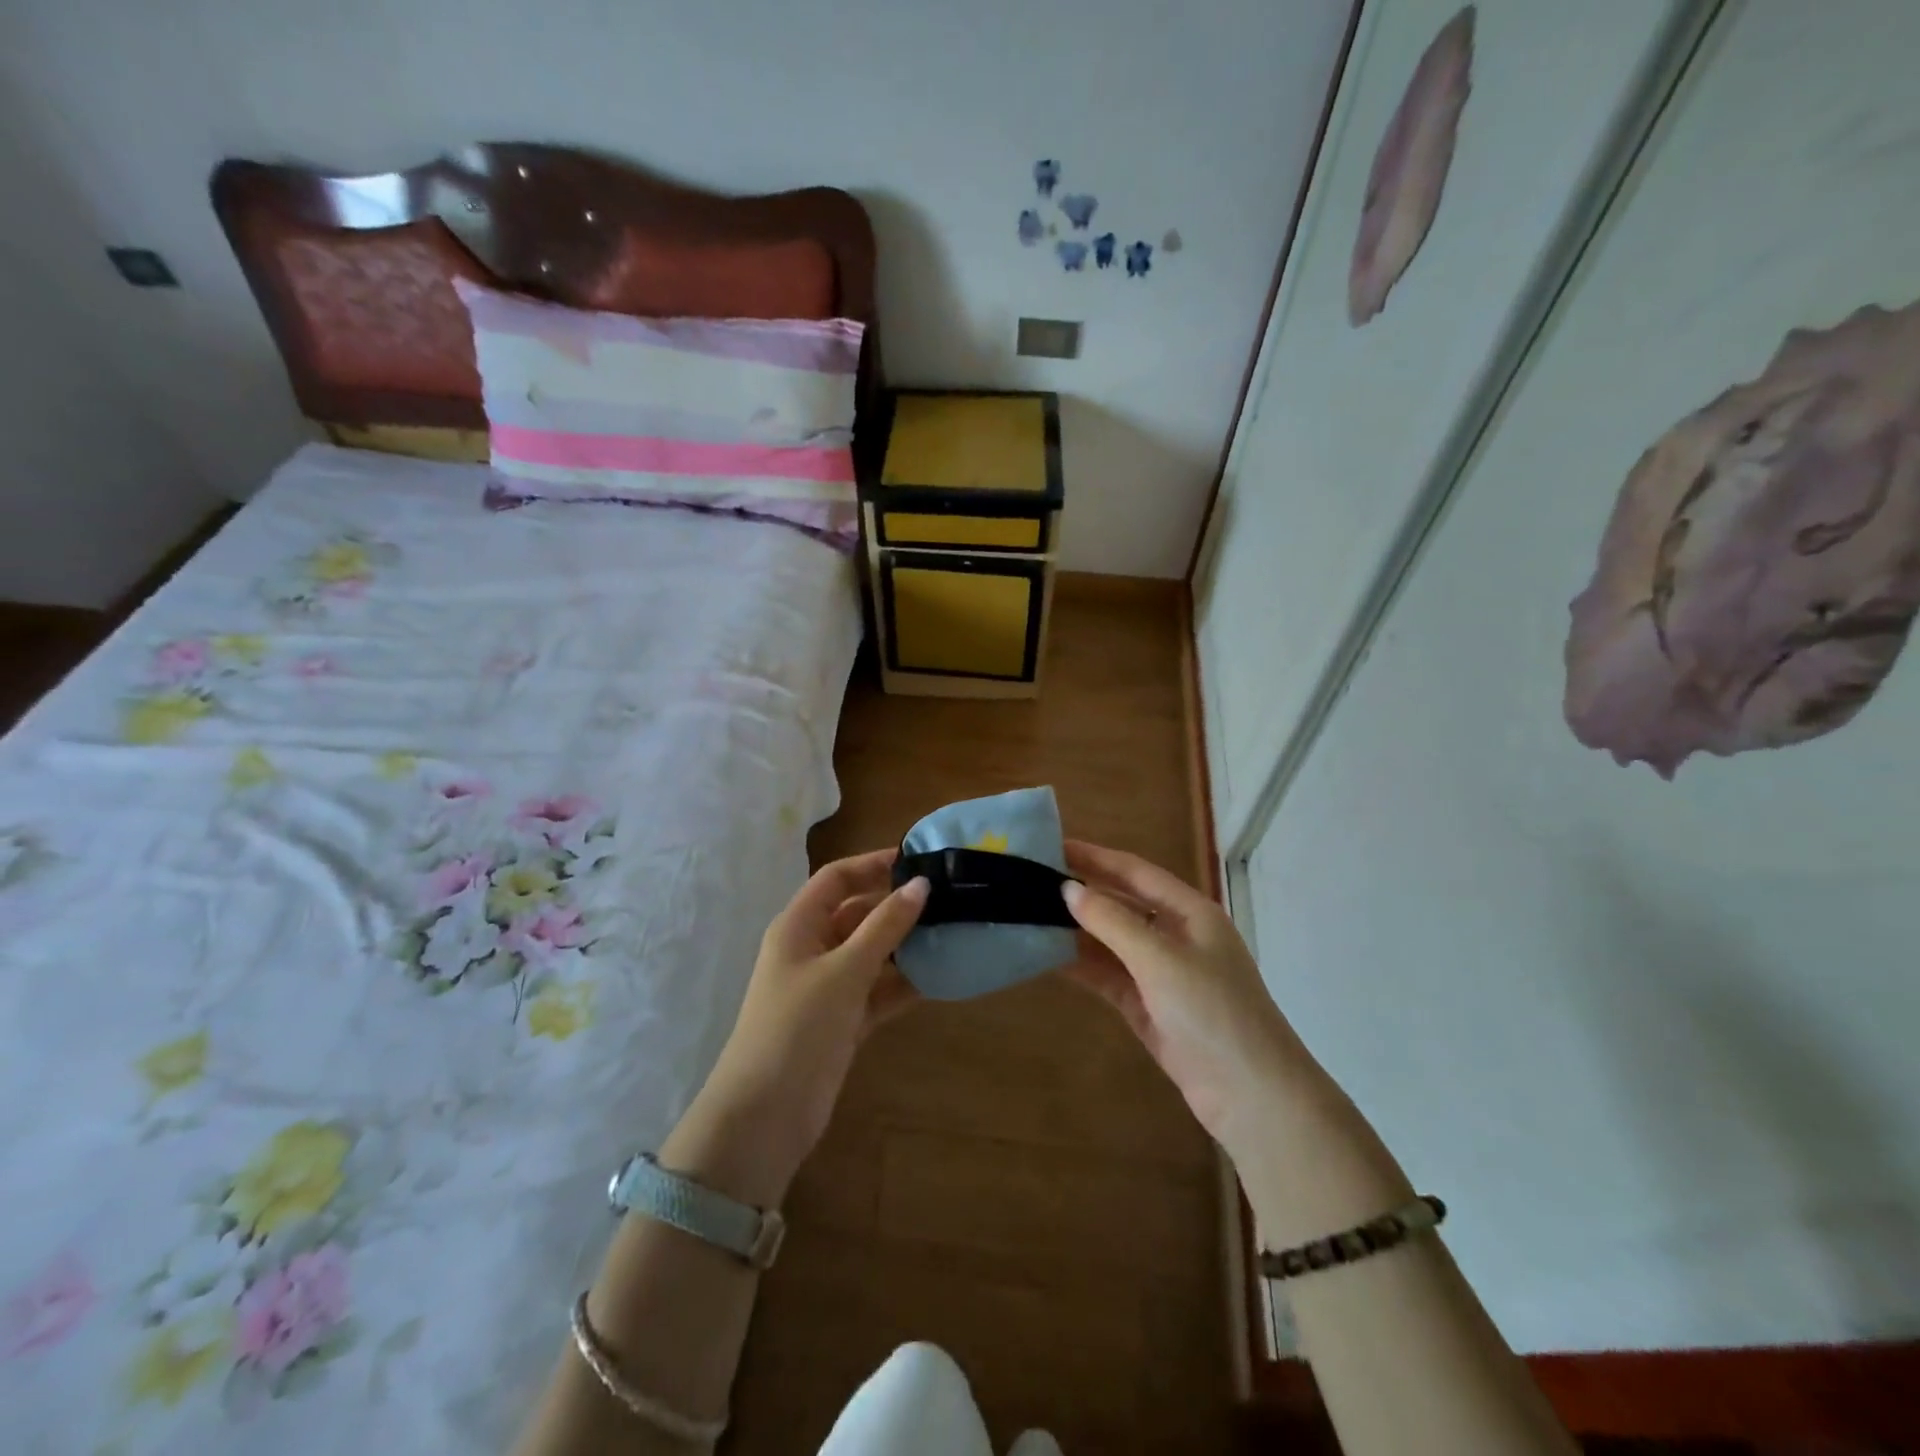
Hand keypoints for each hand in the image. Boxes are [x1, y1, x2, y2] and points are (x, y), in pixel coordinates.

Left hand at [675, 849, 927, 1202]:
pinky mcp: (844, 1021)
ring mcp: (828, 987)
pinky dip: (904, 984)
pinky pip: (879, 991)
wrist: (765, 1117)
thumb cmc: (798, 1027)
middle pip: (858, 914)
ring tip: (954, 933)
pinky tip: (941, 977)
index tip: (918, 860)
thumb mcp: (844, 971)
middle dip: (898, 906)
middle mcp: (813, 949)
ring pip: (873, 953)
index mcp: (799, 926)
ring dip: (906, 946)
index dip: (873, 864)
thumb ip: (884, 926)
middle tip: (948, 899)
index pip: (837, 879)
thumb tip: (921, 884)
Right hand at [1059, 840, 1328, 1159]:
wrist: (1252, 1096)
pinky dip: (1083, 966)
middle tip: (1033, 881)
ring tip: (1031, 916)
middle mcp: (1176, 935)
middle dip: (1083, 892)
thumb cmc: (1212, 1011)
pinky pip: (1109, 976)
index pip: (1135, 872)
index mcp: (1190, 912)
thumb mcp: (1160, 959)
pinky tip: (1049, 957)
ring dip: (1077, 931)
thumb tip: (1068, 889)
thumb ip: (1112, 921)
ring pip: (1112, 942)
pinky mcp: (1149, 1007)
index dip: (1095, 857)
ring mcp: (1162, 973)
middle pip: (1122, 904)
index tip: (1053, 846)